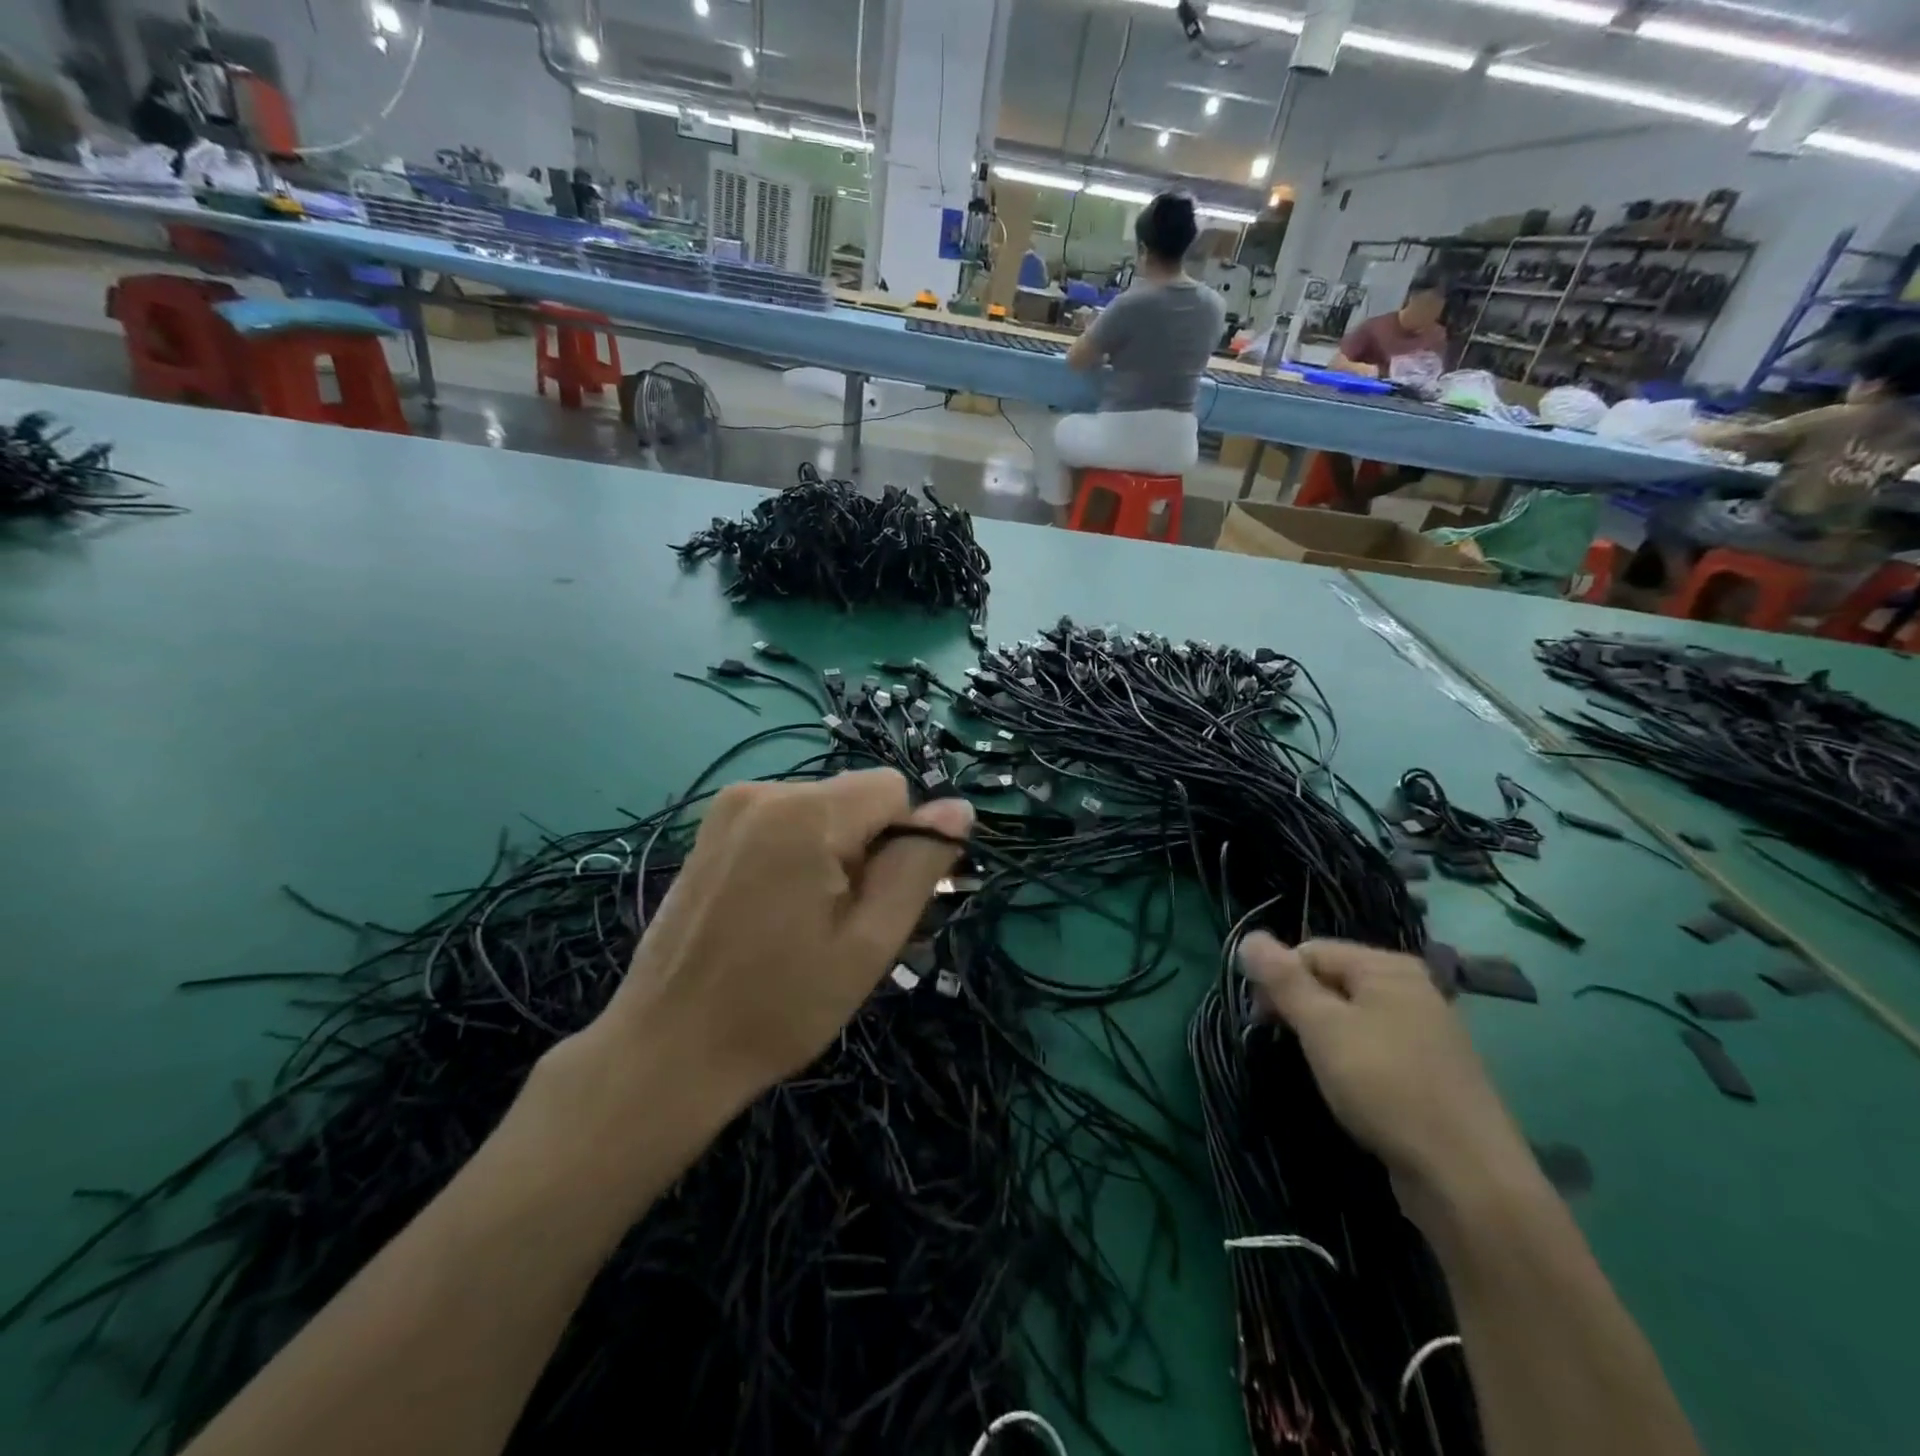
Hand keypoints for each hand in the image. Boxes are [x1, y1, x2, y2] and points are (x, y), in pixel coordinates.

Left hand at [587, 769, 971, 1111]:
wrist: (668, 1050)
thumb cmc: (781, 1005)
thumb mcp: (870, 942)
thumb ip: (918, 867)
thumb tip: (959, 809)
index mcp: (805, 812)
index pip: (894, 790)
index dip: (902, 844)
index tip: (878, 904)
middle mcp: (763, 790)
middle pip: (856, 801)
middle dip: (866, 852)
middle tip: (843, 925)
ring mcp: (729, 807)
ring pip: (823, 813)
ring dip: (834, 857)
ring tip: (807, 925)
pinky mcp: (711, 829)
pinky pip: (785, 823)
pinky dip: (799, 856)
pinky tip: (777, 913)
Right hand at [1238, 934, 1537, 1226]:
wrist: (1467, 1178)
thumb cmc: (1386, 1087)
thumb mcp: (1322, 1027)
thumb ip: (1283, 980)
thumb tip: (1249, 937)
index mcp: (1388, 967)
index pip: (1311, 950)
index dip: (1278, 978)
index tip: (1261, 1019)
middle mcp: (1412, 989)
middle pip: (1333, 980)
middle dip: (1299, 1006)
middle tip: (1280, 1042)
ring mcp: (1427, 1032)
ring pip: (1353, 1017)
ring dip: (1323, 1036)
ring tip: (1313, 1068)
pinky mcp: (1432, 1072)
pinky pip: (1375, 1047)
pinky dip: (1352, 1059)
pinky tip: (1348, 1088)